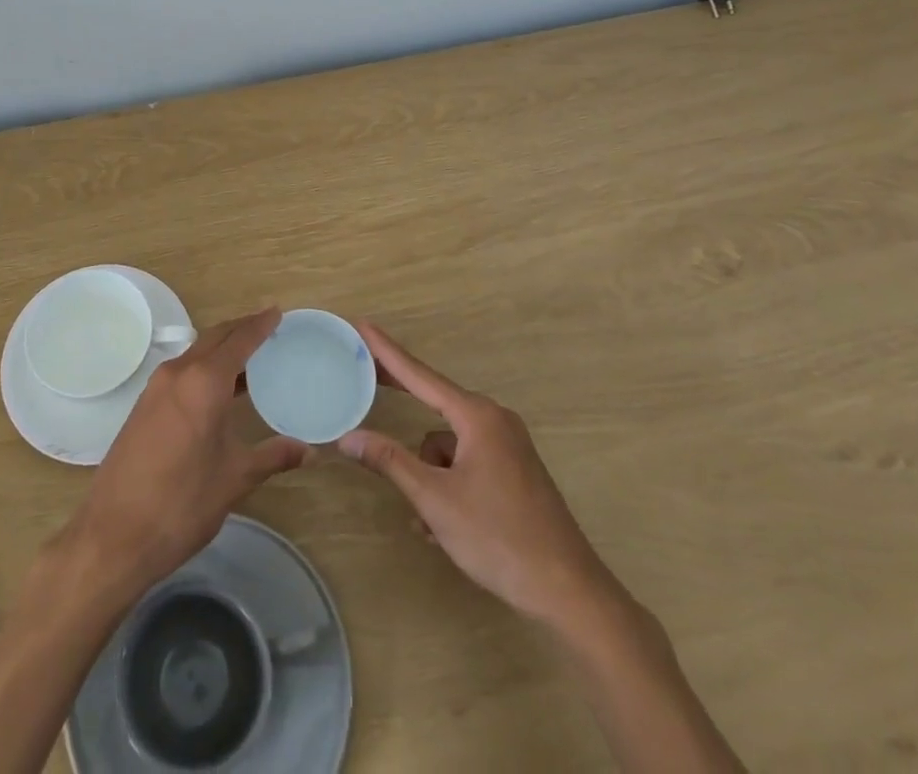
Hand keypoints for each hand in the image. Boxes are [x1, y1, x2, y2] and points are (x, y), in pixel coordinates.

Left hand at [49, 308, 308, 608]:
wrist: (114, 535)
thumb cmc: (182, 503)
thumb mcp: (235, 478)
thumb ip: (273, 456)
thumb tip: (308, 450)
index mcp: (203, 382)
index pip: (238, 339)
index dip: (260, 324)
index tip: (278, 312)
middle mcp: (178, 373)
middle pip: (215, 338)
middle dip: (242, 331)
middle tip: (270, 330)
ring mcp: (156, 388)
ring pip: (196, 354)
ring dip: (222, 350)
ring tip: (251, 361)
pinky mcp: (144, 405)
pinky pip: (182, 372)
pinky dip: (205, 369)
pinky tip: (220, 391)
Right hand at [337, 320, 617, 628]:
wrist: (568, 592)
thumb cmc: (498, 537)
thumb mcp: (435, 499)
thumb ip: (390, 461)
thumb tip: (348, 437)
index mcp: (477, 416)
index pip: (420, 375)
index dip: (387, 351)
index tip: (363, 325)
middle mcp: (494, 420)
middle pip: (434, 402)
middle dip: (401, 400)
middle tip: (364, 379)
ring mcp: (507, 446)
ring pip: (447, 445)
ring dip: (429, 474)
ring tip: (428, 519)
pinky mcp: (513, 471)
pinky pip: (466, 463)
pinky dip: (449, 485)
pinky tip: (443, 527)